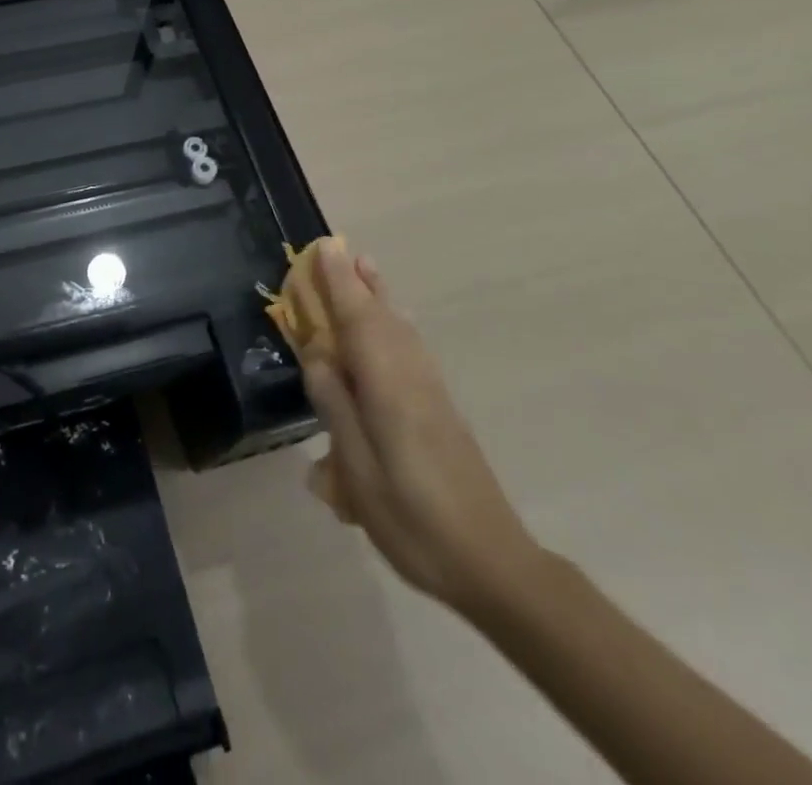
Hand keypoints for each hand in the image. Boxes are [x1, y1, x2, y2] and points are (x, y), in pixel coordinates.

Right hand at [298, 240, 542, 614]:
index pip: (358, 321)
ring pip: (403, 331)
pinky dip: (398, 325)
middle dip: (360, 283)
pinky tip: (396, 327)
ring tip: (367, 271)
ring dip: (381, 298)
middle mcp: (412, 378)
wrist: (493, 563)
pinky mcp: (442, 410)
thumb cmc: (414, 520)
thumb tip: (318, 357)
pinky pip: (413, 348)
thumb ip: (337, 407)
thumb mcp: (360, 471)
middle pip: (383, 317)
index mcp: (388, 388)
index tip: (326, 248)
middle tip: (340, 250)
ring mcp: (432, 393)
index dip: (340, 284)